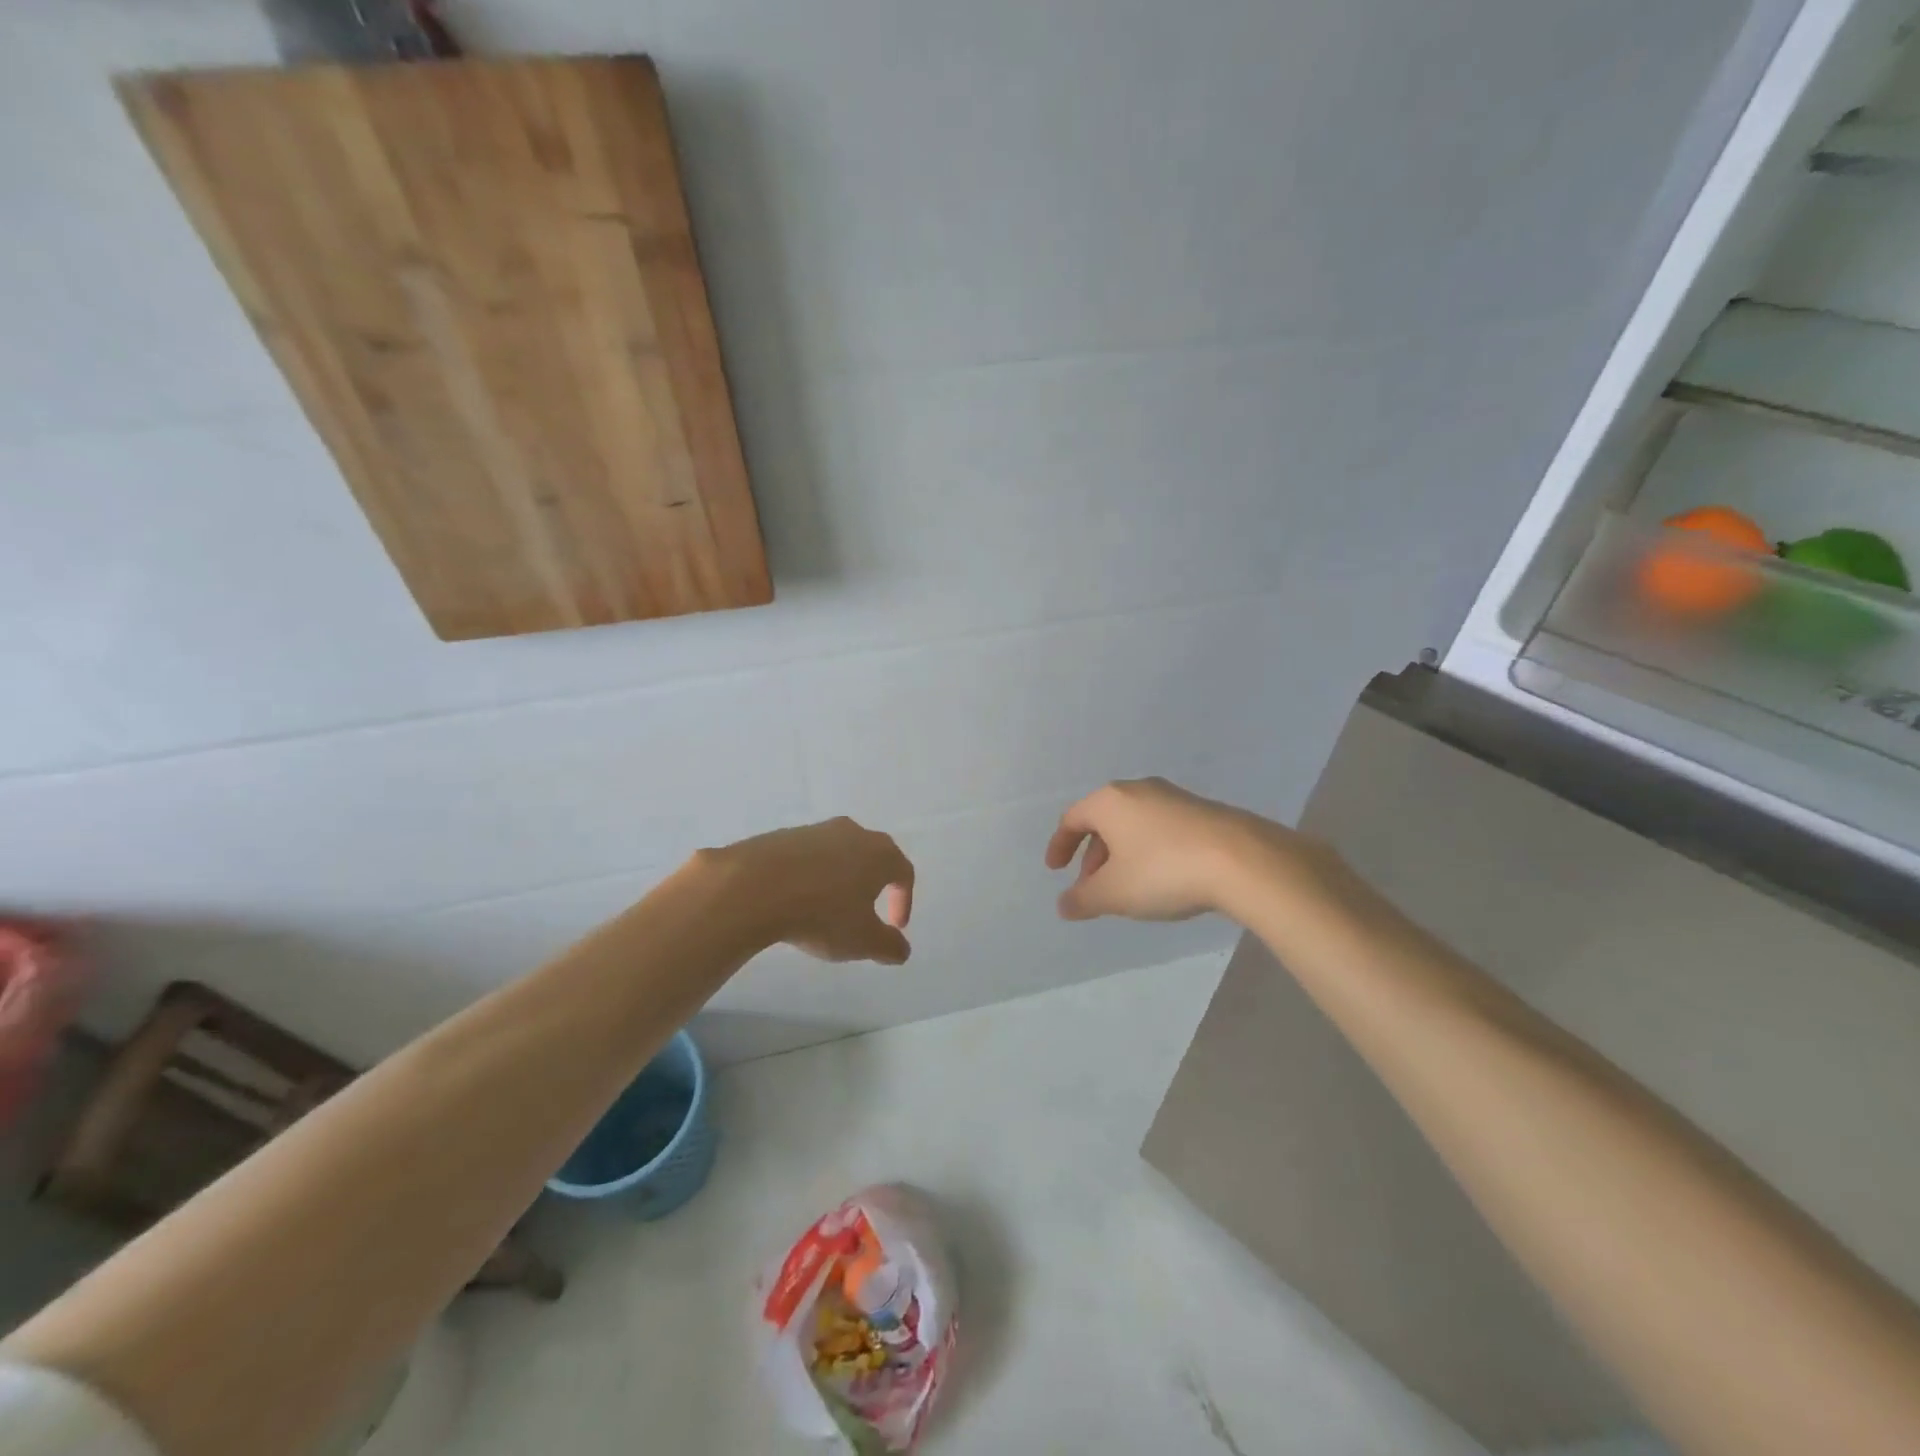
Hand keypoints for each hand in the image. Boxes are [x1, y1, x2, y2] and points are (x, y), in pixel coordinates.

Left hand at [712, 817, 914, 963]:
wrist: (754, 886)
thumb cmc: (821, 913)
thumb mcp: (862, 941)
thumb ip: (889, 946)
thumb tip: (901, 948)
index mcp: (880, 854)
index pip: (903, 872)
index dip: (904, 900)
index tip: (895, 926)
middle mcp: (853, 833)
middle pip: (872, 856)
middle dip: (873, 885)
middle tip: (865, 912)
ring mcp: (816, 830)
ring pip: (839, 854)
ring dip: (839, 879)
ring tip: (826, 909)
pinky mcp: (784, 835)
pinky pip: (808, 857)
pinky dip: (810, 876)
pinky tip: (796, 899)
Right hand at [1044, 777, 1285, 921]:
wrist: (1242, 860)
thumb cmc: (1163, 871)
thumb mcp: (1114, 893)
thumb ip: (1082, 899)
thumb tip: (1064, 904)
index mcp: (1110, 801)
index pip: (1072, 819)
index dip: (1059, 845)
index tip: (1055, 869)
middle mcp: (1138, 790)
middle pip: (1104, 821)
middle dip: (1093, 856)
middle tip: (1092, 888)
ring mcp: (1174, 797)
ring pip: (1134, 825)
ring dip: (1122, 856)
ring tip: (1128, 889)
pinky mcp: (1202, 811)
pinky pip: (1161, 829)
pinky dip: (1149, 851)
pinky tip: (1163, 879)